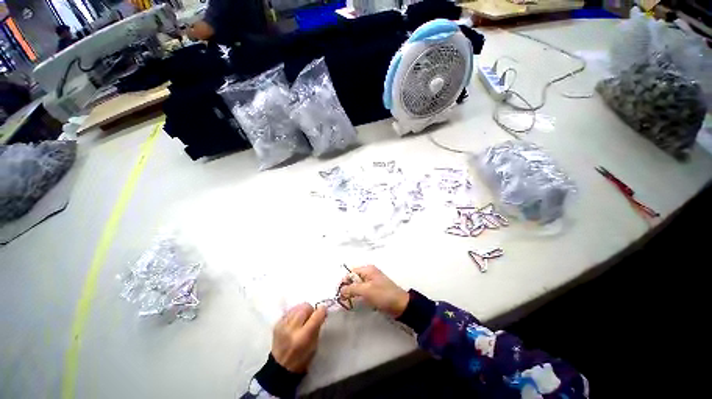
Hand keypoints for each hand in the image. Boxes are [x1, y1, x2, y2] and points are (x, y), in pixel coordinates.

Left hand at [271, 303, 326, 372]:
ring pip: (298, 307)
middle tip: (312, 317)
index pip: (316, 315)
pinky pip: (290, 311)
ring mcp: (282, 325)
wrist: (280, 367)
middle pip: (305, 307)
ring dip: (303, 311)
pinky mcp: (277, 324)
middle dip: (311, 310)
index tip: (324, 311)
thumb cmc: (302, 358)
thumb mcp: (314, 344)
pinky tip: (295, 321)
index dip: (322, 311)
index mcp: (304, 337)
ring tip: (303, 319)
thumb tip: (321, 311)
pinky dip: (295, 313)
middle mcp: (292, 329)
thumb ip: (318, 326)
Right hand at [339, 265, 409, 317]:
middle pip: (353, 279)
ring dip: (352, 293)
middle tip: (343, 299)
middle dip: (347, 288)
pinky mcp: (374, 290)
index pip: (351, 273)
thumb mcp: (366, 290)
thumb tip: (341, 290)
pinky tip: (356, 302)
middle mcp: (369, 273)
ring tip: (348, 302)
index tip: (339, 293)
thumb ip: (352, 289)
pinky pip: (363, 291)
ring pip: (357, 286)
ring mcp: (372, 282)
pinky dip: (358, 296)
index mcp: (367, 270)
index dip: (344, 282)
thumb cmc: (383, 295)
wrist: (400, 305)